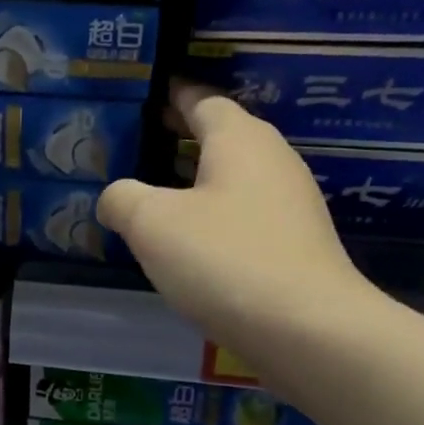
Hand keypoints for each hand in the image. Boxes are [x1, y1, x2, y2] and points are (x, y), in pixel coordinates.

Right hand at [97, 83, 382, 357]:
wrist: (308, 330)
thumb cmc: (225, 259)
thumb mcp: (152, 224)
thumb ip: (122, 199)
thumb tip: (115, 197)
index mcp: (239, 138)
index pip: (202, 99)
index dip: (172, 95)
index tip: (147, 95)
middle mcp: (272, 160)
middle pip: (222, 135)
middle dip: (182, 136)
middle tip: (140, 143)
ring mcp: (291, 204)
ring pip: (234, 178)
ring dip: (197, 180)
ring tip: (156, 194)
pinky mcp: (296, 245)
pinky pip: (245, 214)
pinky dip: (214, 216)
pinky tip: (190, 242)